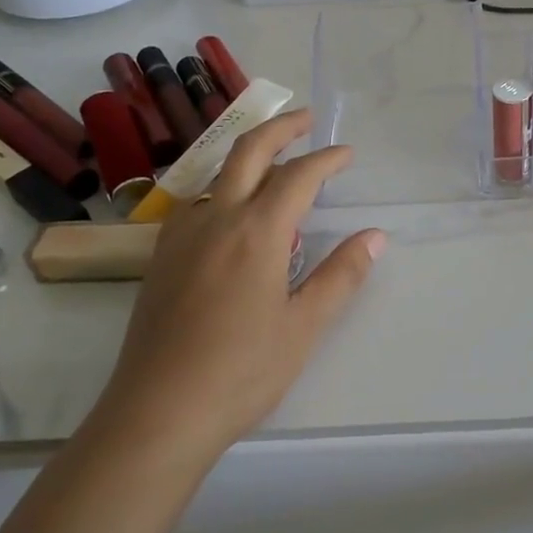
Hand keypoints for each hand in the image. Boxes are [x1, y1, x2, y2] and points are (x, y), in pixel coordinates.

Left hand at [96, 110, 384, 456]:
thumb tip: (375, 236)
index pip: (299, 177)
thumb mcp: (304, 326)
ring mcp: (182, 235)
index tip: (347, 154)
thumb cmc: (242, 371)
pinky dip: (220, 186)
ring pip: (216, 173)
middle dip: (281, 128)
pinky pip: (195, 201)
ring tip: (272, 159)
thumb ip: (341, 275)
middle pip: (248, 151)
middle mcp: (217, 219)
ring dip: (248, 154)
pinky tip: (227, 210)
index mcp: (257, 232)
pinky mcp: (161, 257)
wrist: (157, 412)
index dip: (327, 159)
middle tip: (306, 119)